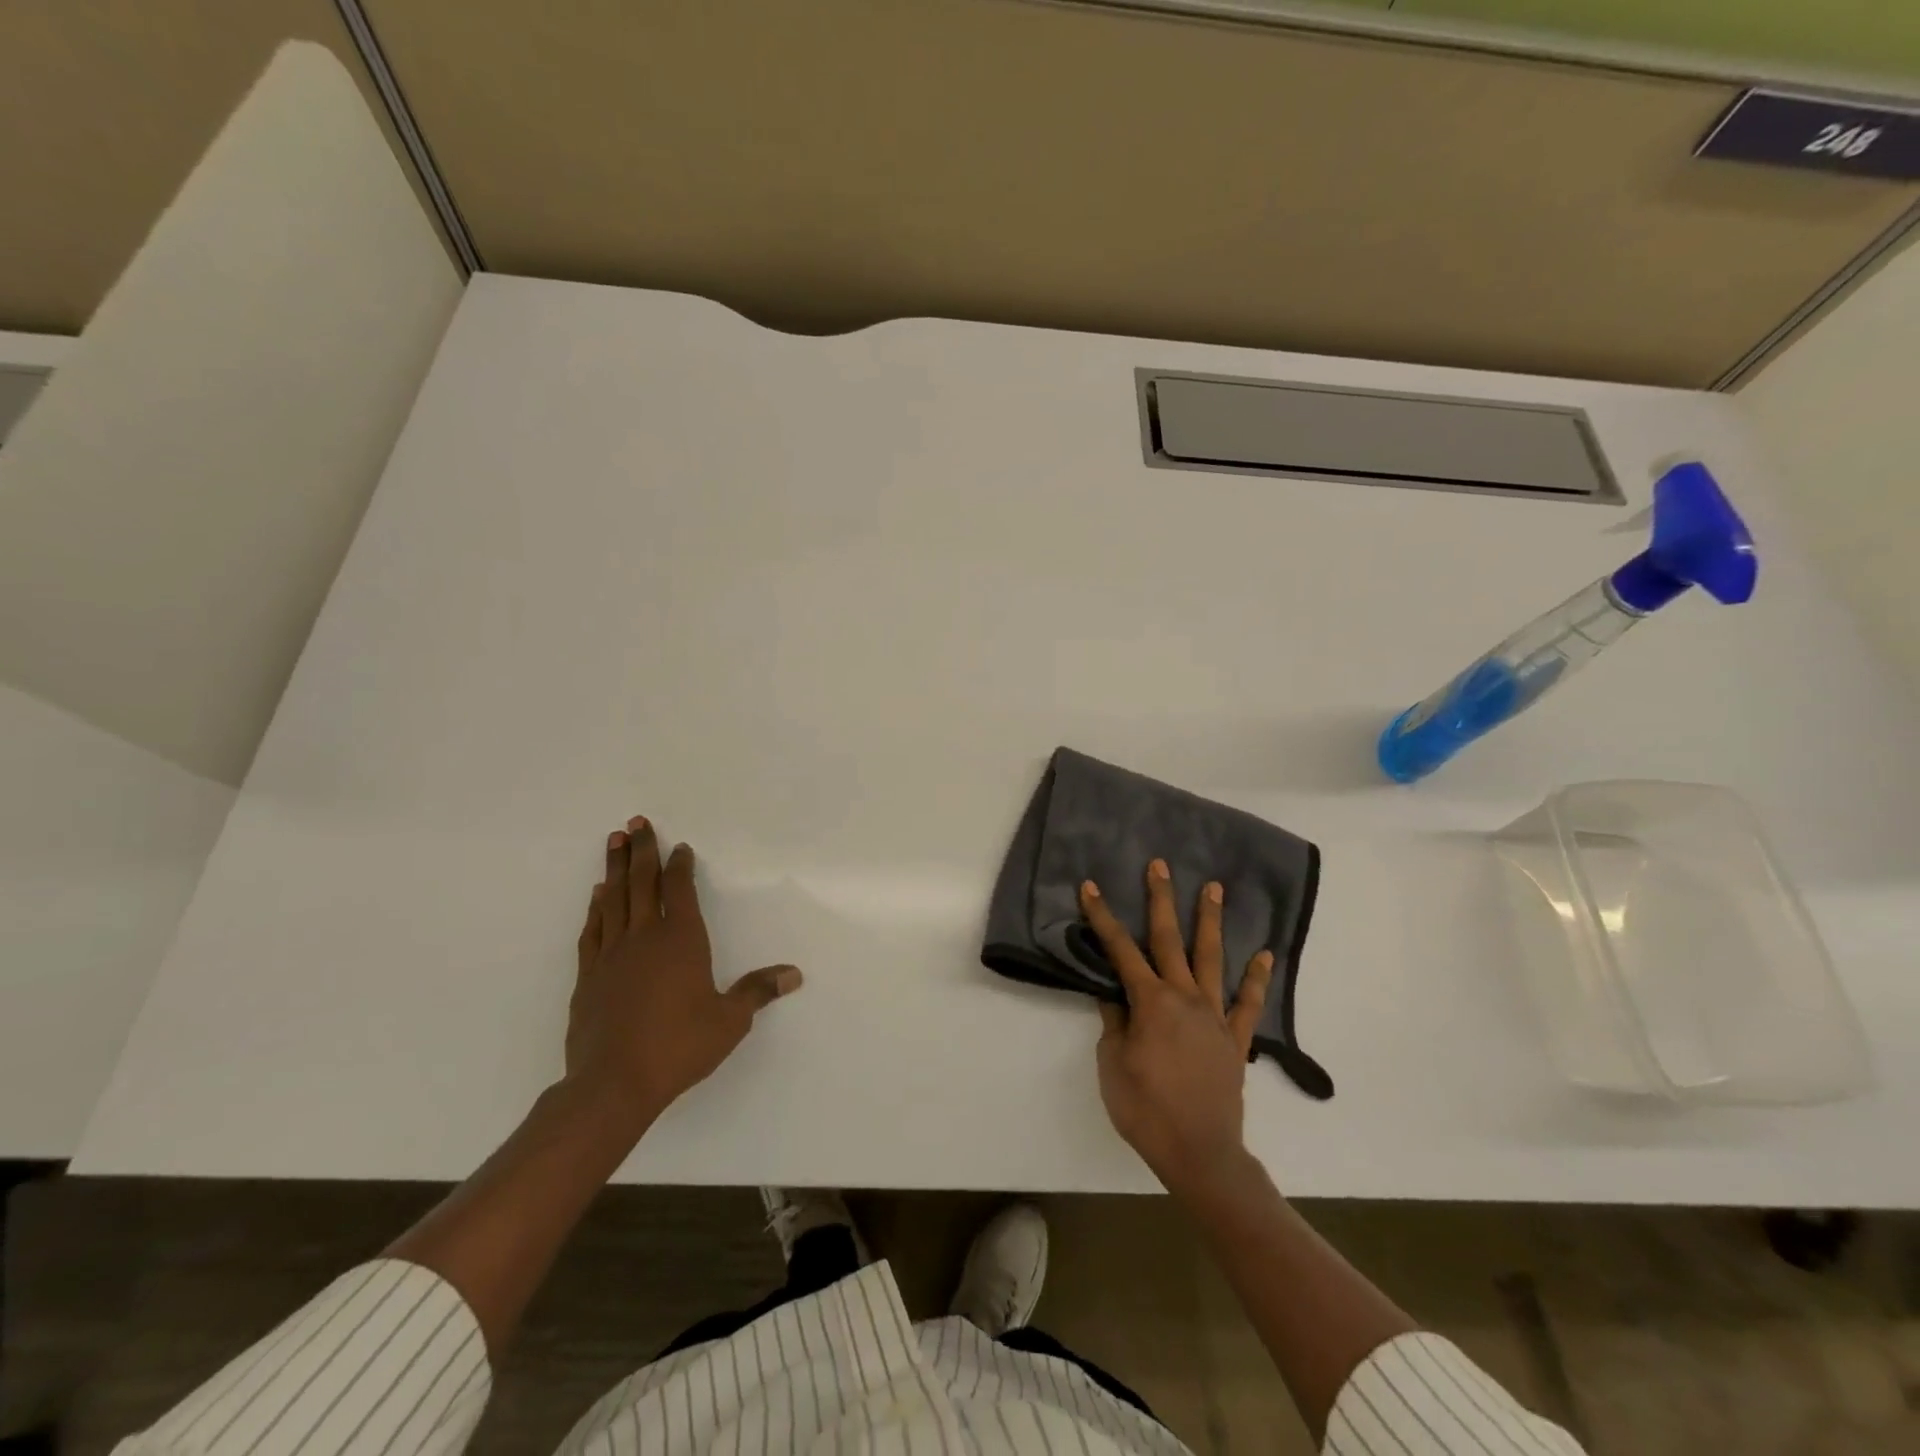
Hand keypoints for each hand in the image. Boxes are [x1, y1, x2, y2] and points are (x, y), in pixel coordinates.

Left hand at [565, 816, 801, 1136]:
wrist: (612, 1084)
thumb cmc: (678, 1046)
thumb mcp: (729, 1021)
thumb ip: (758, 992)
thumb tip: (794, 974)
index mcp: (681, 940)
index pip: (680, 890)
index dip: (680, 865)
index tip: (680, 847)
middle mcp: (644, 937)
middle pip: (642, 883)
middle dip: (642, 851)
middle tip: (635, 822)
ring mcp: (611, 954)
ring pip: (613, 899)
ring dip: (614, 868)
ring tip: (613, 841)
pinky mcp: (588, 976)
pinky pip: (593, 929)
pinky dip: (596, 907)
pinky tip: (596, 895)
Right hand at [1080, 861, 1273, 1195]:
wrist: (1199, 1153)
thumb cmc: (1145, 1109)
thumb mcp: (1112, 1064)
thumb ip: (1113, 1023)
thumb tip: (1113, 994)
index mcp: (1150, 1002)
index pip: (1120, 950)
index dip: (1102, 918)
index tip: (1090, 888)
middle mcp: (1184, 997)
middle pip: (1170, 939)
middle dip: (1161, 900)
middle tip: (1159, 865)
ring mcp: (1214, 1016)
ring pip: (1212, 958)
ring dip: (1211, 921)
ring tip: (1214, 888)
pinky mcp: (1235, 1039)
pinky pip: (1247, 1003)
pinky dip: (1255, 978)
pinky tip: (1264, 955)